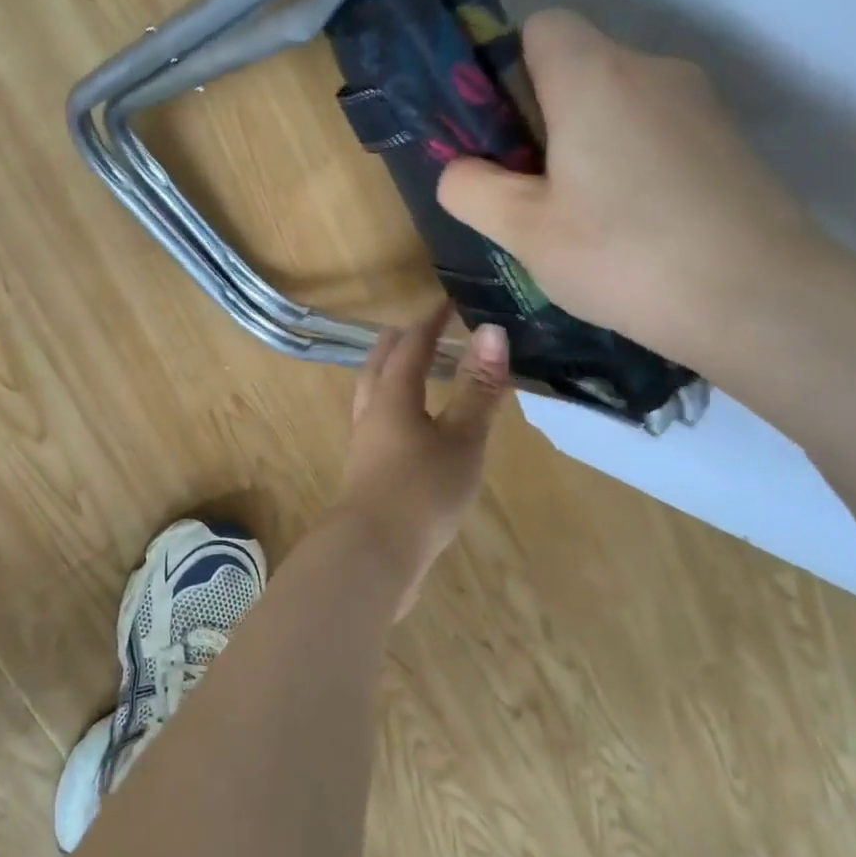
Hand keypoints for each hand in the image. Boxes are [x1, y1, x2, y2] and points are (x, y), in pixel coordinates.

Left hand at [329, 302, 510, 616]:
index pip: (411, 345)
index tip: (448, 303)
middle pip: (380, 364)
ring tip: (416, 372)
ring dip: (393, 374)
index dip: (431, 321)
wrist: (374, 554)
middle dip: (402, 342)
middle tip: (426, 330)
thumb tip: (491, 331)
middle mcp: (370, 412)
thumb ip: (477, 389)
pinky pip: (378, 421)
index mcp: (391, 396)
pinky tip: (413, 428)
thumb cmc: (421, 491)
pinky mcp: (366, 470)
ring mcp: (364, 443)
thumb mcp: (461, 439)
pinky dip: (395, 406)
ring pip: (373, 393)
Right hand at [436, 9, 830, 364]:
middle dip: (543, 117)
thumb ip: (470, 188)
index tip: (501, 135)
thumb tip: (461, 169)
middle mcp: (651, 69)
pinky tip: (632, 226)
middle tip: (531, 191)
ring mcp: (699, 103)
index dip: (508, 71)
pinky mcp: (727, 141)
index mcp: (593, 75)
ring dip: (587, 144)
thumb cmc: (621, 254)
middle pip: (578, 67)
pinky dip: (630, 163)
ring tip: (582, 219)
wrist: (759, 299)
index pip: (541, 26)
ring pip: (617, 103)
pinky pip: (655, 132)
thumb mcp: (521, 229)